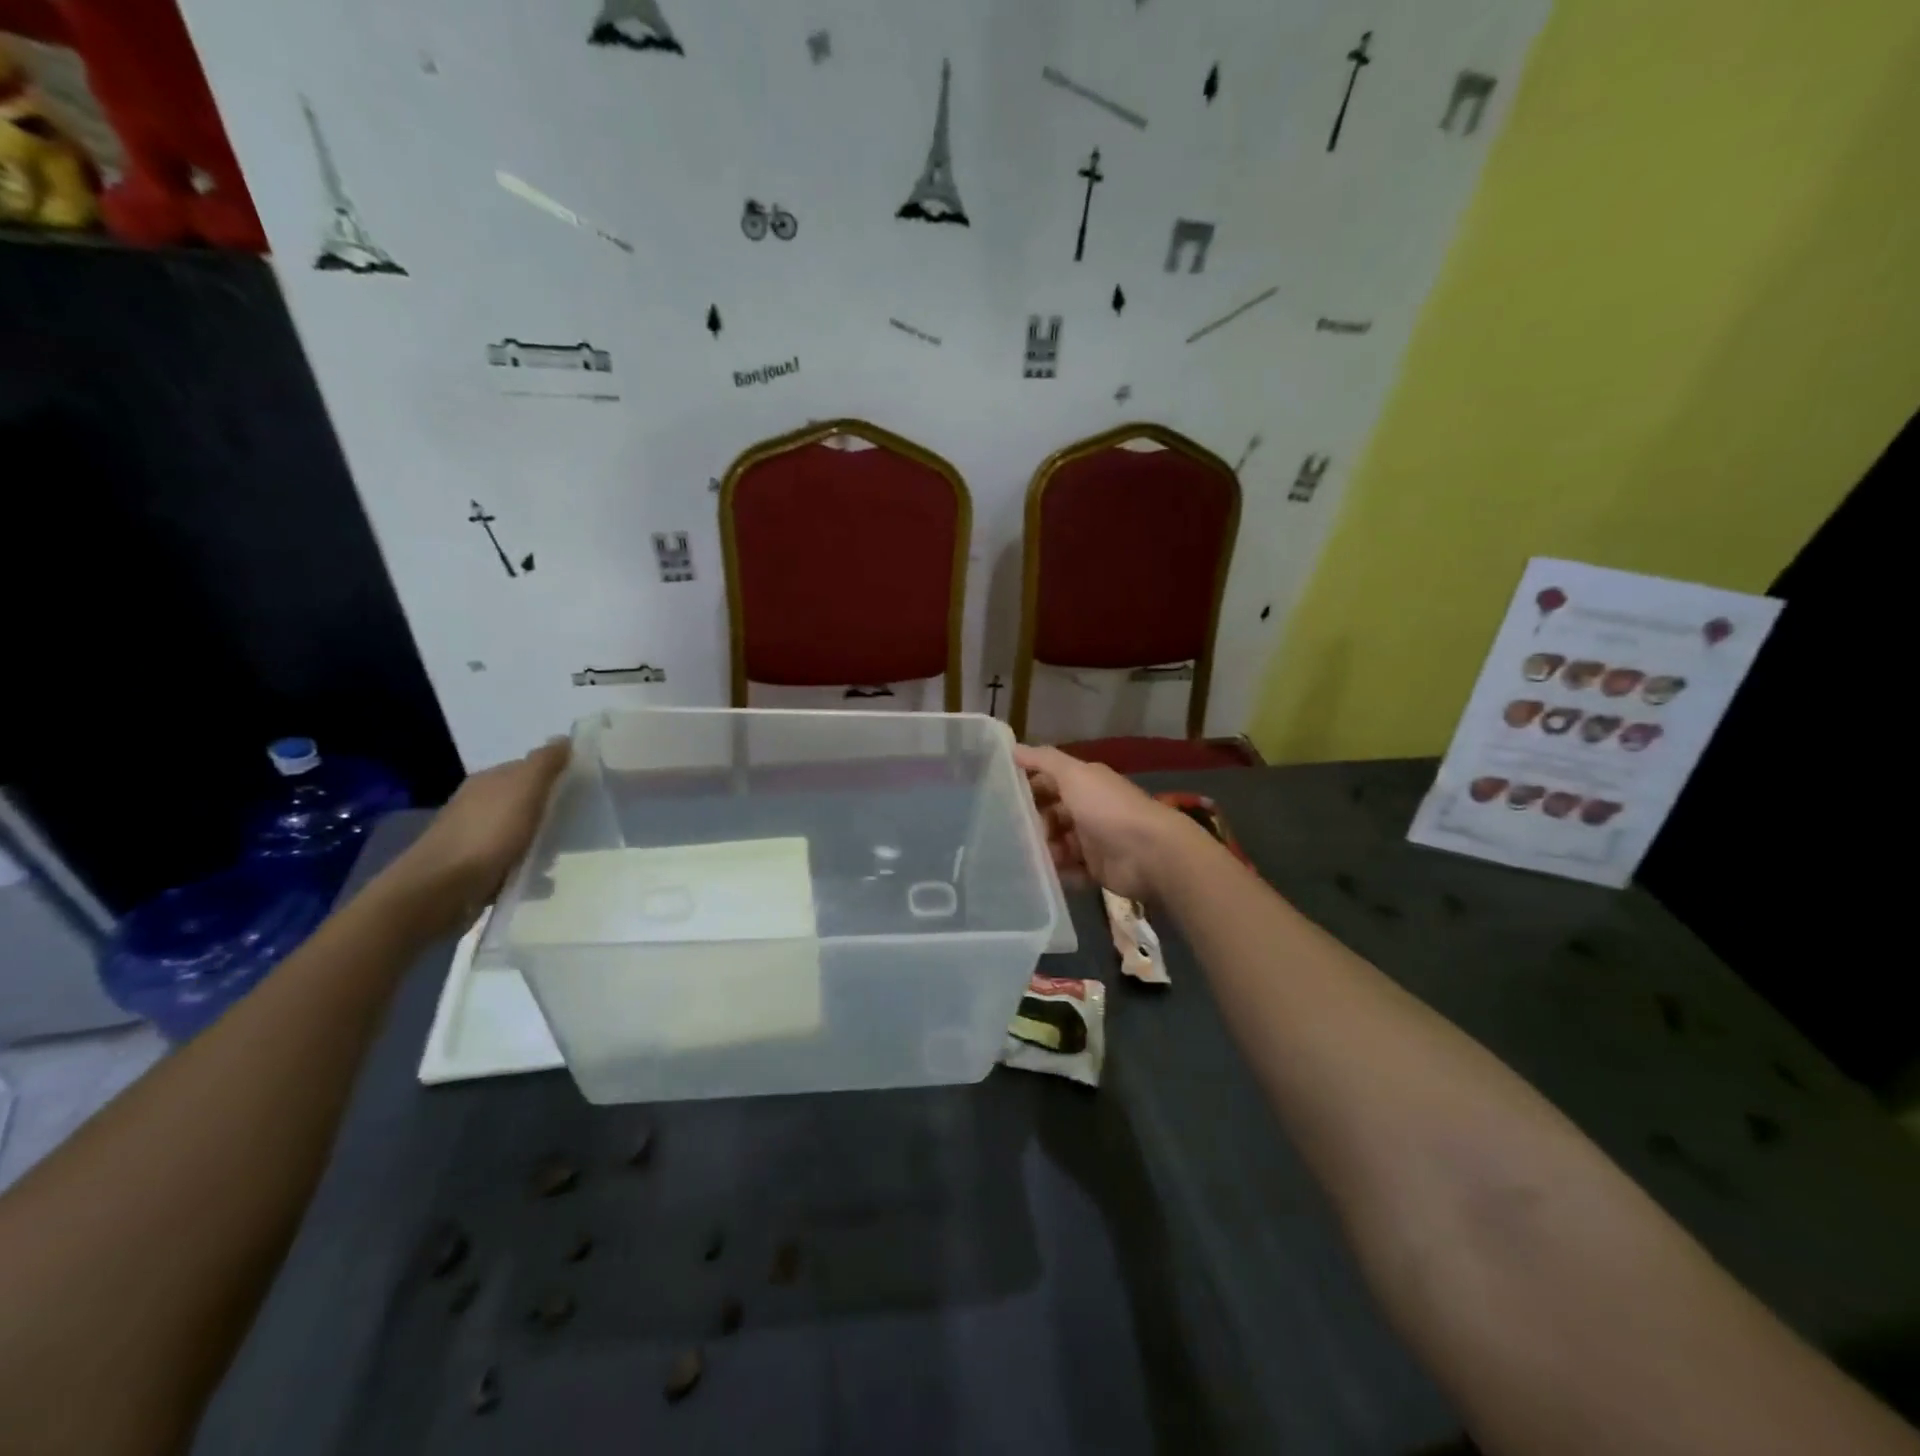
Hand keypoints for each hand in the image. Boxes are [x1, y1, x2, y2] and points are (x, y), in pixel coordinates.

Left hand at [384, 739, 570, 928]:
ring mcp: (474, 838)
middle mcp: (478, 805)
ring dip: (541, 841)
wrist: (440, 890)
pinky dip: (528, 868)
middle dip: (551, 809)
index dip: (556, 774)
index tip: (585, 788)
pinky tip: (542, 880)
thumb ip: (545, 763)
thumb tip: (563, 738)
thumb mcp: (524, 789)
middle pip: (525, 801)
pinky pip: (512, 862)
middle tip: (581, 821)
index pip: (528, 768)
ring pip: (519, 832)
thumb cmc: (488, 834)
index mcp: (488, 781)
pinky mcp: (474, 869)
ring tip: (564, 854)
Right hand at [1014, 744, 1202, 900]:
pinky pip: (1070, 870)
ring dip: (1041, 849)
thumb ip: (1044, 760)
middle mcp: (1089, 809)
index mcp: (1085, 783)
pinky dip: (1057, 872)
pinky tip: (1039, 875)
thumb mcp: (1074, 774)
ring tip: (1022, 856)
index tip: (999, 798)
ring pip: (1058, 843)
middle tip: (1009, 833)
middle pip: (1051, 814)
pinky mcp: (1097, 869)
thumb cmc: (1107, 808)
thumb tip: (1013, 748)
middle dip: (1032, 822)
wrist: (1149, 853)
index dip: (1027, 787)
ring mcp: (1093, 840)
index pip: (1049, 781)